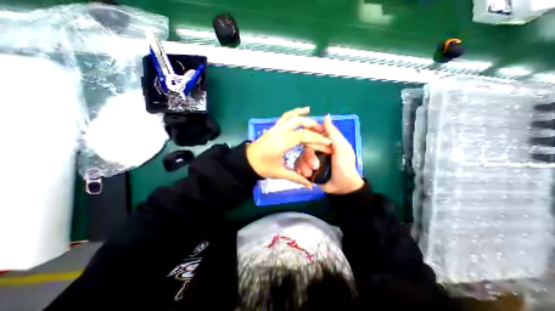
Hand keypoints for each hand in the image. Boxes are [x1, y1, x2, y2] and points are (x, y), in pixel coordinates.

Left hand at [248, 108, 332, 187]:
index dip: (317, 139)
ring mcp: (277, 127)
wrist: (247, 161)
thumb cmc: (263, 167)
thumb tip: (311, 187)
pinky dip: (296, 112)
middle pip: (301, 125)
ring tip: (318, 124)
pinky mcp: (275, 127)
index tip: (328, 142)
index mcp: (282, 142)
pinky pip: (286, 116)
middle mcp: (280, 131)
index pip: (303, 136)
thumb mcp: (280, 173)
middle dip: (315, 129)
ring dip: (307, 119)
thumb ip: (297, 178)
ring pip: (294, 117)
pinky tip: (304, 110)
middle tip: (325, 135)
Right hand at [294, 114, 364, 192]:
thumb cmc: (345, 166)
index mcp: (325, 142)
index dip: (308, 135)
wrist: (342, 187)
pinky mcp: (307, 168)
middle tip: (315, 165)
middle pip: (304, 146)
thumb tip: (326, 115)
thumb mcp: (341, 149)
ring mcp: (311, 159)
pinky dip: (301, 170)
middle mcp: (316, 149)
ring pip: (300, 157)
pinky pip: (299, 166)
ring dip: (305, 165)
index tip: (306, 141)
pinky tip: (306, 174)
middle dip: (308, 156)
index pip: (313, 133)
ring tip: (312, 172)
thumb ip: (333, 133)